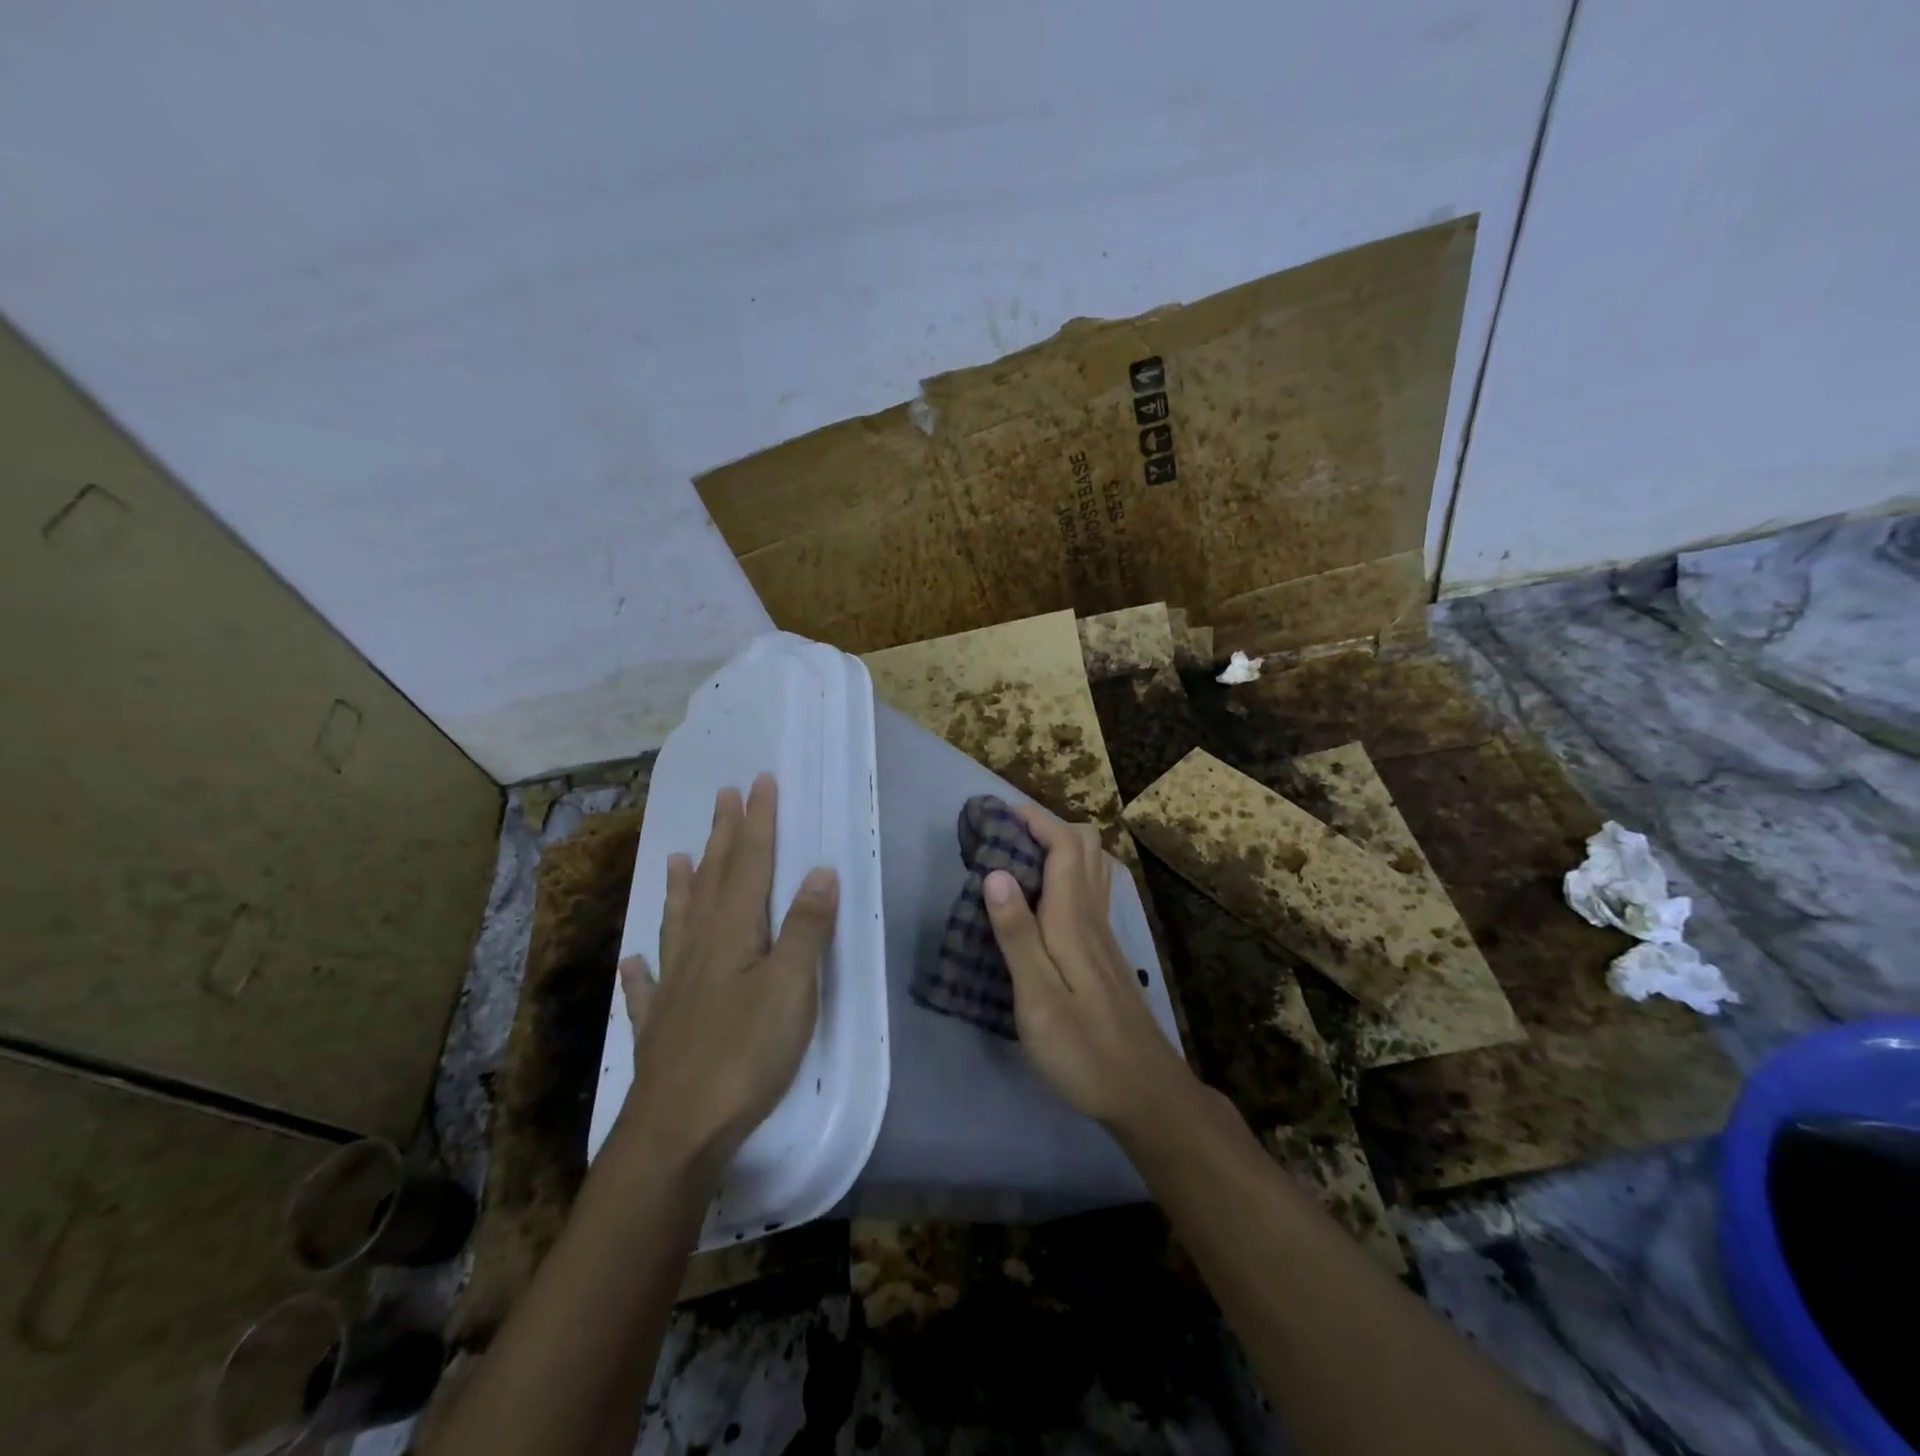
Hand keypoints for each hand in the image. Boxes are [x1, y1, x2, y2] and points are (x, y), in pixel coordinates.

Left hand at [614, 773, 837, 1181]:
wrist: (676, 1131)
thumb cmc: (744, 1055)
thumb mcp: (791, 988)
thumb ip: (806, 928)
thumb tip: (820, 870)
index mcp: (732, 933)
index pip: (749, 864)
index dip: (756, 822)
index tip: (758, 783)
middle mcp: (698, 949)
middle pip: (713, 881)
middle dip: (723, 837)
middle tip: (723, 797)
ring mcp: (673, 988)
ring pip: (678, 922)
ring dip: (681, 888)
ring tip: (678, 858)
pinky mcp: (660, 1029)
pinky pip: (647, 988)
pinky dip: (641, 970)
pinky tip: (632, 961)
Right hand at [982, 804, 1196, 1133]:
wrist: (1144, 1092)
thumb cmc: (1083, 1050)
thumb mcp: (1037, 999)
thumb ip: (1017, 935)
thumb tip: (996, 873)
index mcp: (1073, 919)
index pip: (1064, 845)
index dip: (1035, 819)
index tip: (998, 810)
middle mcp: (1093, 915)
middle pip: (1084, 845)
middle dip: (1046, 825)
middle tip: (1004, 834)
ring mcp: (1103, 933)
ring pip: (1091, 866)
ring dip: (1058, 845)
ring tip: (1018, 856)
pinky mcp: (1104, 952)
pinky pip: (1088, 890)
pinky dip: (1065, 873)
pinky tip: (1040, 899)